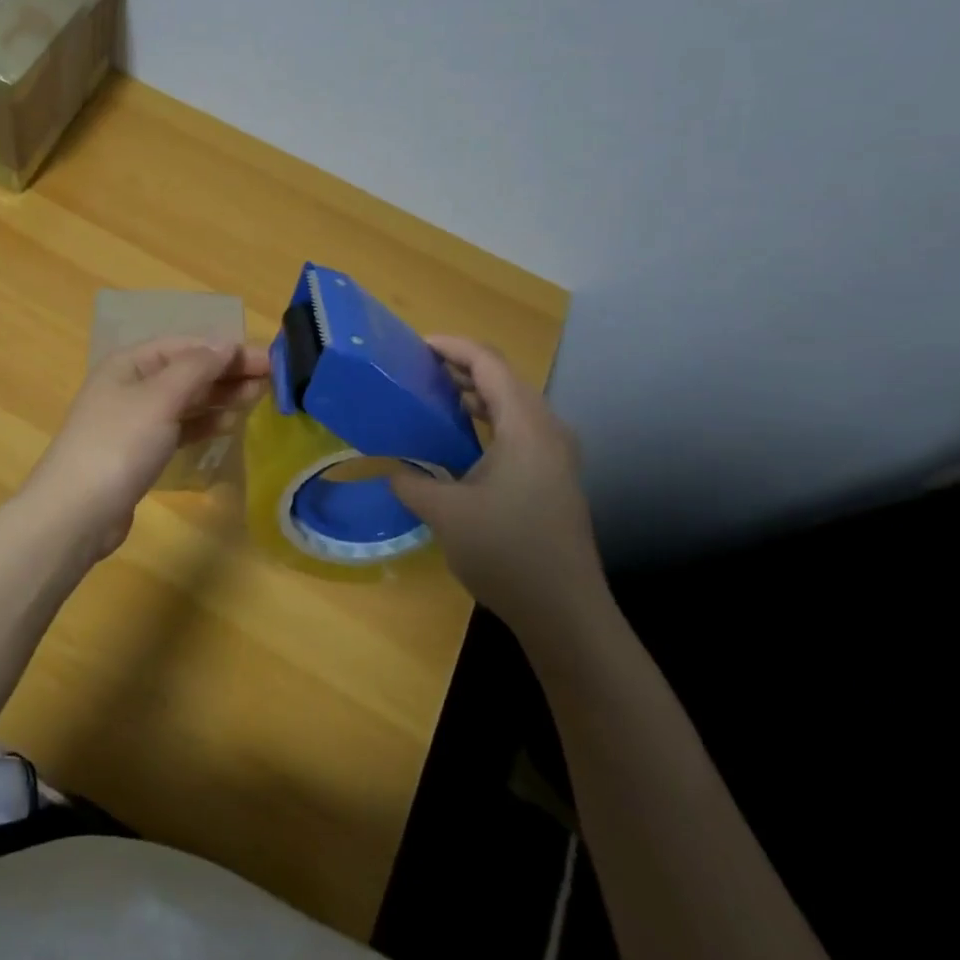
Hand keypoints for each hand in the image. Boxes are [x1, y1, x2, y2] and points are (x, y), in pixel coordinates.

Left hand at [22, 338, 270, 561]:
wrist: (76, 512)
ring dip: (220, 397)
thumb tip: (225, 343)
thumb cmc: (118, 444)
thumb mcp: (160, 398)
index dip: (226, 349)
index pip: (186, 345)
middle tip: (273, 380)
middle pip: (187, 371)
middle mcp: (131, 385)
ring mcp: (134, 420)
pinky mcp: (139, 452)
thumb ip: (196, 368)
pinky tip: (229, 424)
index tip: (268, 360)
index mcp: (130, 363)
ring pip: (185, 400)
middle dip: (227, 372)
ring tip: (258, 398)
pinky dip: (203, 423)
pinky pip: (179, 428)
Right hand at [392, 337, 604, 636]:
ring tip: (430, 396)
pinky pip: (516, 430)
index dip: (453, 347)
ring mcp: (554, 456)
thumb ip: (411, 482)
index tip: (415, 346)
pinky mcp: (552, 477)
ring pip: (511, 405)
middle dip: (460, 368)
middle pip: (504, 379)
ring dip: (473, 395)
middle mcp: (547, 432)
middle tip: (415, 370)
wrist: (565, 613)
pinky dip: (486, 421)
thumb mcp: (445, 513)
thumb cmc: (507, 552)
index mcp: (527, 428)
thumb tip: (393, 469)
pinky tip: (457, 439)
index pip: (490, 364)